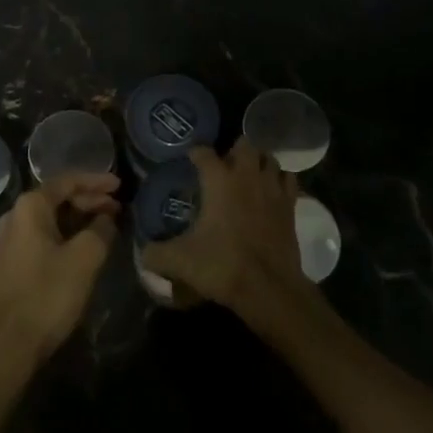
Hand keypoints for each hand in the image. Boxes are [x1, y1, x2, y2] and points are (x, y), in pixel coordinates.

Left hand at [0, 172, 120, 368]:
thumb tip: (107, 218)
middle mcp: (15, 216)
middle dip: (89, 201)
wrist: (8, 347)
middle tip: (118, 208)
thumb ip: (100, 230)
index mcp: (30, 207)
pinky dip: (65, 235)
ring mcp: (9, 240)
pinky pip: (42, 237)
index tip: (120, 185)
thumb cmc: (47, 295)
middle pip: (57, 198)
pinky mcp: (10, 263)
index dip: (96, 181)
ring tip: (106, 225)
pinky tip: (83, 247)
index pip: (67, 181)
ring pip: (50, 219)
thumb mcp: (84, 259)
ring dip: (78, 219)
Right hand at [141, 140, 309, 318]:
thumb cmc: (222, 265)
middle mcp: (247, 176)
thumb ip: (156, 254)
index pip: (204, 152)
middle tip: (224, 167)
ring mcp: (272, 189)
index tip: (190, 160)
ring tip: (250, 174)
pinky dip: (281, 181)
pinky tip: (272, 192)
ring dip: (260, 163)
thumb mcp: (179, 261)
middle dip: (234, 151)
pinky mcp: (291, 206)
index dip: (196, 154)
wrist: (269, 288)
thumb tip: (142, 255)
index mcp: (219, 180)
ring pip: (270, 159)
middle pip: (244, 145)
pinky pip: (290, 181)